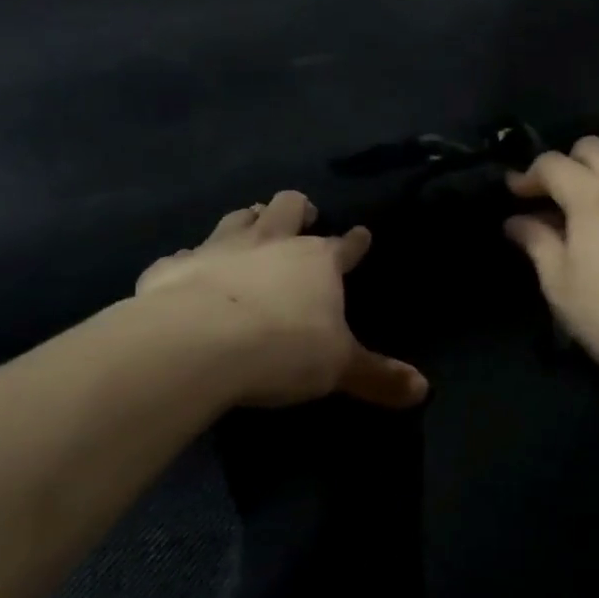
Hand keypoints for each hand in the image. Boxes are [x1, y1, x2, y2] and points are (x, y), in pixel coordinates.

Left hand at [130, 191, 427, 409]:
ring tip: (252, 225)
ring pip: (237, 218)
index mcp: (317, 261)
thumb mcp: (339, 368)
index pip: (345, 245)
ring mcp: (219, 248)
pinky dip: (189, 262)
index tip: (362, 235)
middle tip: (302, 217)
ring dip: (248, 220)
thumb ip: (378, 377)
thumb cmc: (282, 349)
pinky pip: (182, 256)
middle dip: (298, 209)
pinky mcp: (174, 267)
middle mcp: (271, 242)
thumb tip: (424, 390)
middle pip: (288, 207)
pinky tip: (187, 271)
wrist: (196, 343)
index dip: (356, 241)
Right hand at [505, 138, 598, 394]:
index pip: (553, 163)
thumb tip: (516, 221)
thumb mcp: (559, 283)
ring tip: (583, 202)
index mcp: (592, 197)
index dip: (528, 175)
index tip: (513, 195)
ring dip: (598, 169)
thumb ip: (536, 242)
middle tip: (548, 196)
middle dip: (565, 164)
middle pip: (591, 148)